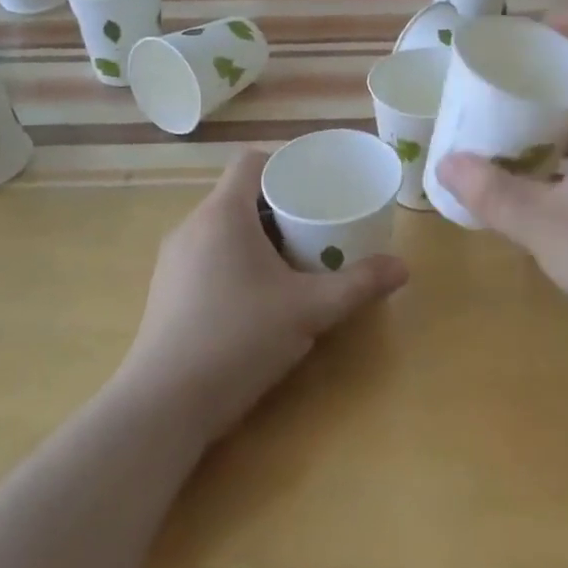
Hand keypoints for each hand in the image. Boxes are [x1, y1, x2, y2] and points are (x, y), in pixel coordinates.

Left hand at [117, 149, 407, 442]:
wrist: (163, 406)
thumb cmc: (239, 339)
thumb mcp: (309, 310)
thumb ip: (358, 284)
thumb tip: (404, 267)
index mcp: (223, 214)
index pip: (251, 162)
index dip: (285, 162)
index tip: (317, 183)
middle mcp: (192, 226)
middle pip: (240, 196)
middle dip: (281, 205)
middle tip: (318, 224)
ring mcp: (173, 260)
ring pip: (223, 228)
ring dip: (259, 235)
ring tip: (295, 260)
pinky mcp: (166, 291)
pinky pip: (207, 255)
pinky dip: (236, 259)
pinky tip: (258, 296)